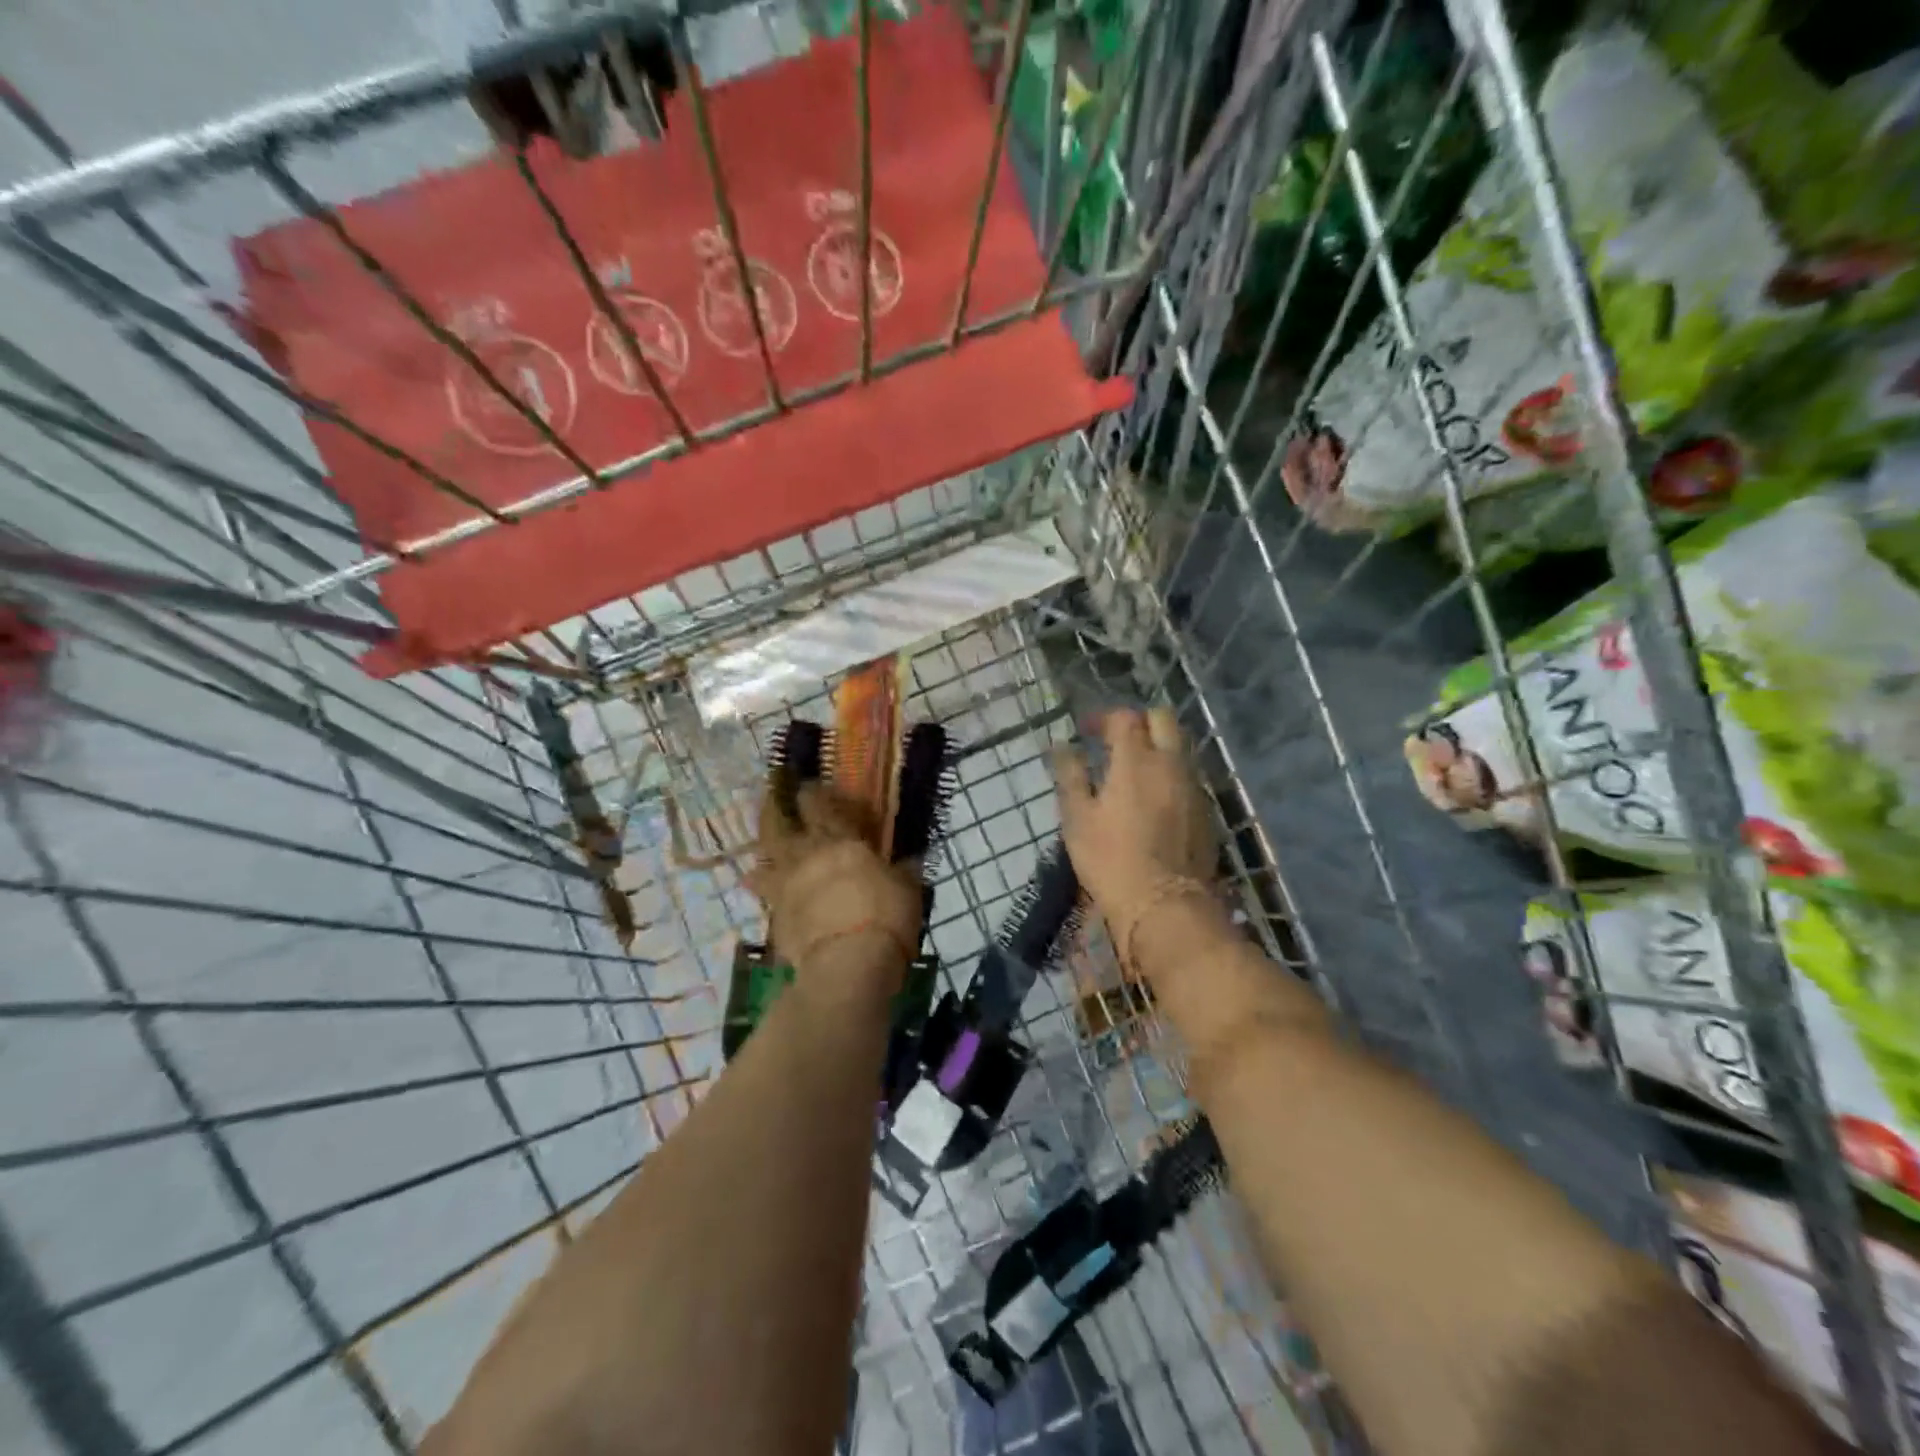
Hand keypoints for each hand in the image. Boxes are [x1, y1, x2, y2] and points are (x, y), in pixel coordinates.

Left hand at [749, 770, 922, 994]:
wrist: (848, 965)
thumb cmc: (885, 917)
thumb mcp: (907, 889)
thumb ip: (902, 871)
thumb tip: (909, 860)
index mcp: (840, 841)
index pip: (820, 806)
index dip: (811, 793)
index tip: (806, 785)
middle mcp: (806, 856)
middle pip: (779, 825)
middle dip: (773, 809)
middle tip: (770, 798)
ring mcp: (786, 887)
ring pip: (764, 859)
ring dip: (763, 850)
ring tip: (764, 848)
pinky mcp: (776, 917)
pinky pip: (765, 895)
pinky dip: (764, 888)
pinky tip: (763, 889)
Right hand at [1053, 707, 1215, 917]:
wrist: (1164, 906)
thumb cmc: (1110, 859)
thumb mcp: (1077, 817)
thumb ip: (1070, 775)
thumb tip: (1060, 745)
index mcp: (1136, 760)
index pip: (1125, 718)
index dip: (1104, 718)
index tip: (1086, 731)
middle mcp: (1171, 764)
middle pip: (1163, 720)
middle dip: (1139, 722)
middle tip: (1116, 741)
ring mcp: (1194, 787)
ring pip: (1180, 748)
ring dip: (1158, 747)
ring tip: (1134, 769)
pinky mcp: (1206, 812)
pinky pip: (1189, 777)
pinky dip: (1170, 774)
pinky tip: (1154, 798)